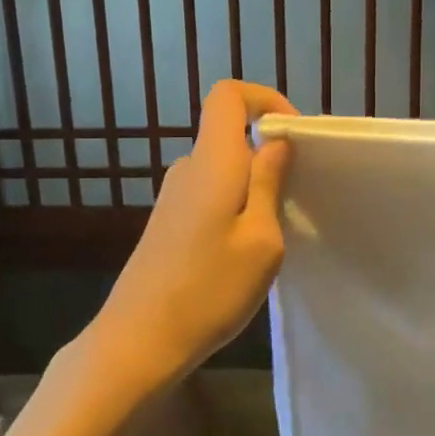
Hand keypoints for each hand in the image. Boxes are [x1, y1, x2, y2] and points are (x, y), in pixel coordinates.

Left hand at [88, 81, 295, 388]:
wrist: (139, 340)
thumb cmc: (210, 289)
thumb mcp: (261, 240)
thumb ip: (269, 183)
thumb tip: (275, 142)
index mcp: (212, 161)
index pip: (228, 95)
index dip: (264, 100)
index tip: (293, 137)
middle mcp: (187, 169)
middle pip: (230, 136)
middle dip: (268, 156)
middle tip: (295, 201)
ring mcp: (173, 197)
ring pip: (223, 171)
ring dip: (253, 189)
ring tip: (272, 238)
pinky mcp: (167, 223)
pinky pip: (209, 195)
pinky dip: (234, 208)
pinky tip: (242, 254)